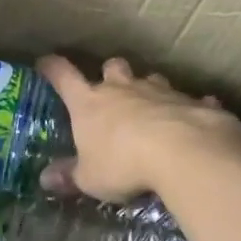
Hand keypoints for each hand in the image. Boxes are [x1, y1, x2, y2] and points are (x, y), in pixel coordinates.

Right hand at [36, 55, 240, 201]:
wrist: (183, 152)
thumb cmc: (123, 163)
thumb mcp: (90, 178)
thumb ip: (70, 176)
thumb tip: (45, 179)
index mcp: (90, 103)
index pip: (63, 76)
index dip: (52, 68)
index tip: (45, 62)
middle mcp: (123, 89)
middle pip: (113, 66)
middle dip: (111, 73)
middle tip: (112, 87)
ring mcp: (160, 92)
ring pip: (152, 79)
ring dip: (150, 89)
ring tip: (152, 108)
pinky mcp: (192, 102)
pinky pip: (191, 101)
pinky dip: (189, 109)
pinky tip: (195, 121)